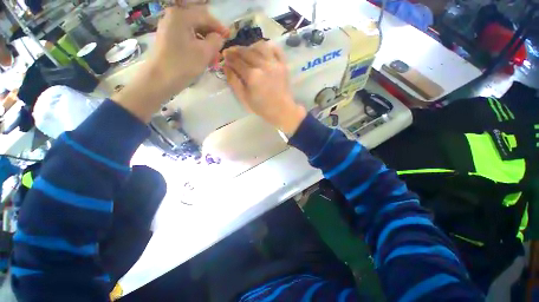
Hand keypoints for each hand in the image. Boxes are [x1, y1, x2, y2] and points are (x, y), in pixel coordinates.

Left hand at [149, 6, 228, 95]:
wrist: (159, 80)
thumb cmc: (183, 65)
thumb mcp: (204, 52)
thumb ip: (216, 41)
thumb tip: (219, 37)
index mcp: (181, 16)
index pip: (205, 16)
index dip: (219, 27)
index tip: (229, 36)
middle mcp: (173, 17)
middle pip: (199, 23)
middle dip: (211, 36)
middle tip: (220, 49)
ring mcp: (169, 29)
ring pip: (193, 32)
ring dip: (205, 43)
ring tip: (213, 57)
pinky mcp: (168, 40)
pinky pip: (187, 39)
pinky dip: (197, 46)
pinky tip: (203, 58)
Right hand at [223, 42, 305, 135]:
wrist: (282, 110)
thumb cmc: (262, 107)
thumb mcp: (245, 98)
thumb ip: (234, 82)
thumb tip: (226, 67)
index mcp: (252, 76)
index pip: (237, 61)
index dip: (229, 57)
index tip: (224, 55)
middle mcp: (263, 65)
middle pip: (247, 52)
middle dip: (236, 50)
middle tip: (231, 52)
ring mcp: (275, 63)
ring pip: (260, 46)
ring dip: (250, 46)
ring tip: (246, 51)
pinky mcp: (283, 64)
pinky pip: (276, 49)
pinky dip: (268, 46)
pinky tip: (262, 50)